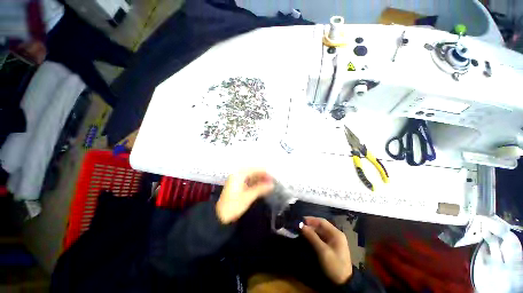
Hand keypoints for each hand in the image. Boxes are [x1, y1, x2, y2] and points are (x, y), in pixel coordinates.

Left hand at [216, 168, 273, 224]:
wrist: (220, 216)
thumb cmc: (234, 205)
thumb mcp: (248, 197)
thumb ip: (261, 189)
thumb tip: (272, 185)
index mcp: (239, 175)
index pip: (254, 169)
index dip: (265, 172)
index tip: (274, 177)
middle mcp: (237, 175)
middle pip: (253, 172)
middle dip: (263, 176)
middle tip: (273, 181)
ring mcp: (237, 180)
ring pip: (251, 177)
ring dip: (260, 180)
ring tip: (270, 184)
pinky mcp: (237, 186)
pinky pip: (249, 182)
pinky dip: (256, 184)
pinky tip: (262, 187)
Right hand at [301, 217, 352, 284]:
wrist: (343, 284)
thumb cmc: (334, 265)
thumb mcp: (322, 251)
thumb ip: (312, 237)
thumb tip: (301, 225)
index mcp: (336, 233)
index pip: (321, 221)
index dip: (310, 219)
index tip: (300, 220)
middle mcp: (334, 235)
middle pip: (320, 226)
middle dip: (309, 225)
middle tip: (298, 227)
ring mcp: (333, 241)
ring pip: (319, 232)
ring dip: (310, 231)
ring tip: (300, 231)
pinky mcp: (330, 247)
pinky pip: (320, 238)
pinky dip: (312, 237)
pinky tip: (306, 238)